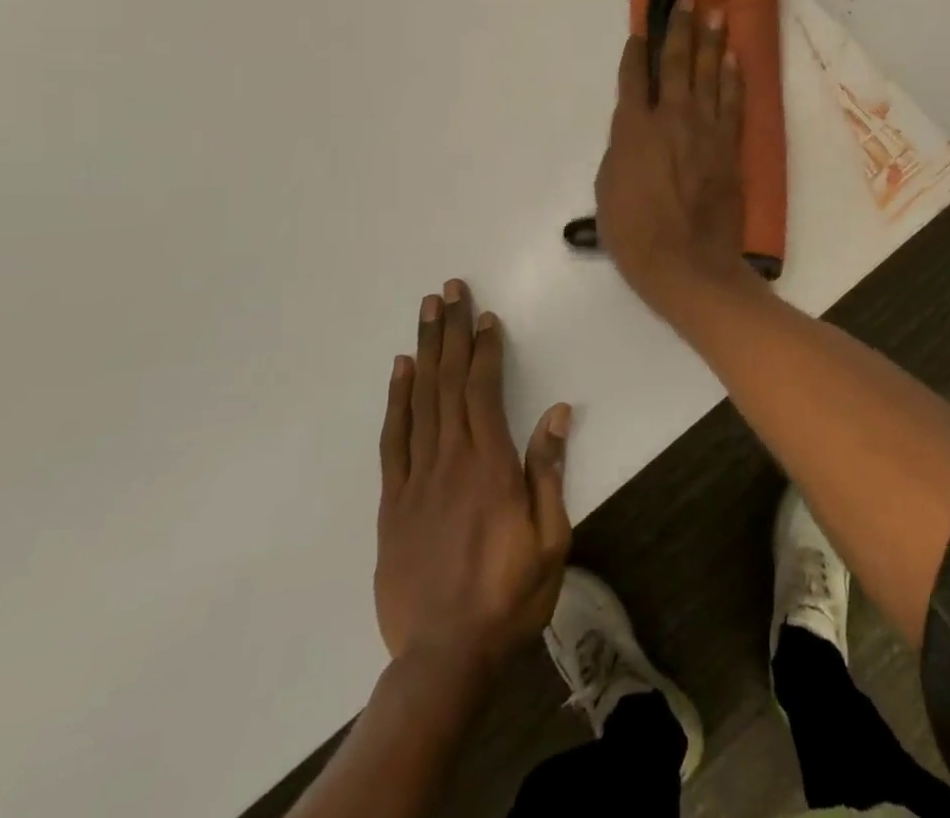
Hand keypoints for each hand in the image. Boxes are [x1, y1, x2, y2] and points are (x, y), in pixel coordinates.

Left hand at [375, 280, 572, 677]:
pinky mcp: (392, 502)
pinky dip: (396, 400)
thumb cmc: (509, 596)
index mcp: (490, 466)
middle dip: (451, 332)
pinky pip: (392, 439)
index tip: (485, 315)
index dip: (485, 349)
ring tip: (426, 312)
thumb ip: (549, 472)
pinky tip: (400, 370)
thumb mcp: (550, 539)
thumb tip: (556, 413)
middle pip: (448, 382)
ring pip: (419, 400)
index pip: (484, 390)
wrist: (444, 659)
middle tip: (448, 290)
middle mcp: (450, 460)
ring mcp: (415, 479)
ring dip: (424, 351)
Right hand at [594, 0, 753, 319]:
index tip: (641, 28)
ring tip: (714, 14)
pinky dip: (734, 76)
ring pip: (709, 74)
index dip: (636, 49)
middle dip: (679, 30)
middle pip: (676, 63)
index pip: (634, 77)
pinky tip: (735, 56)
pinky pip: (734, 100)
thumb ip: (622, 150)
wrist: (687, 264)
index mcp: (634, 128)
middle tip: (685, 2)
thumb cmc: (635, 233)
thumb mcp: (607, 189)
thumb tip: (634, 131)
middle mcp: (672, 118)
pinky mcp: (730, 145)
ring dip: (711, 41)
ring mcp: (706, 129)